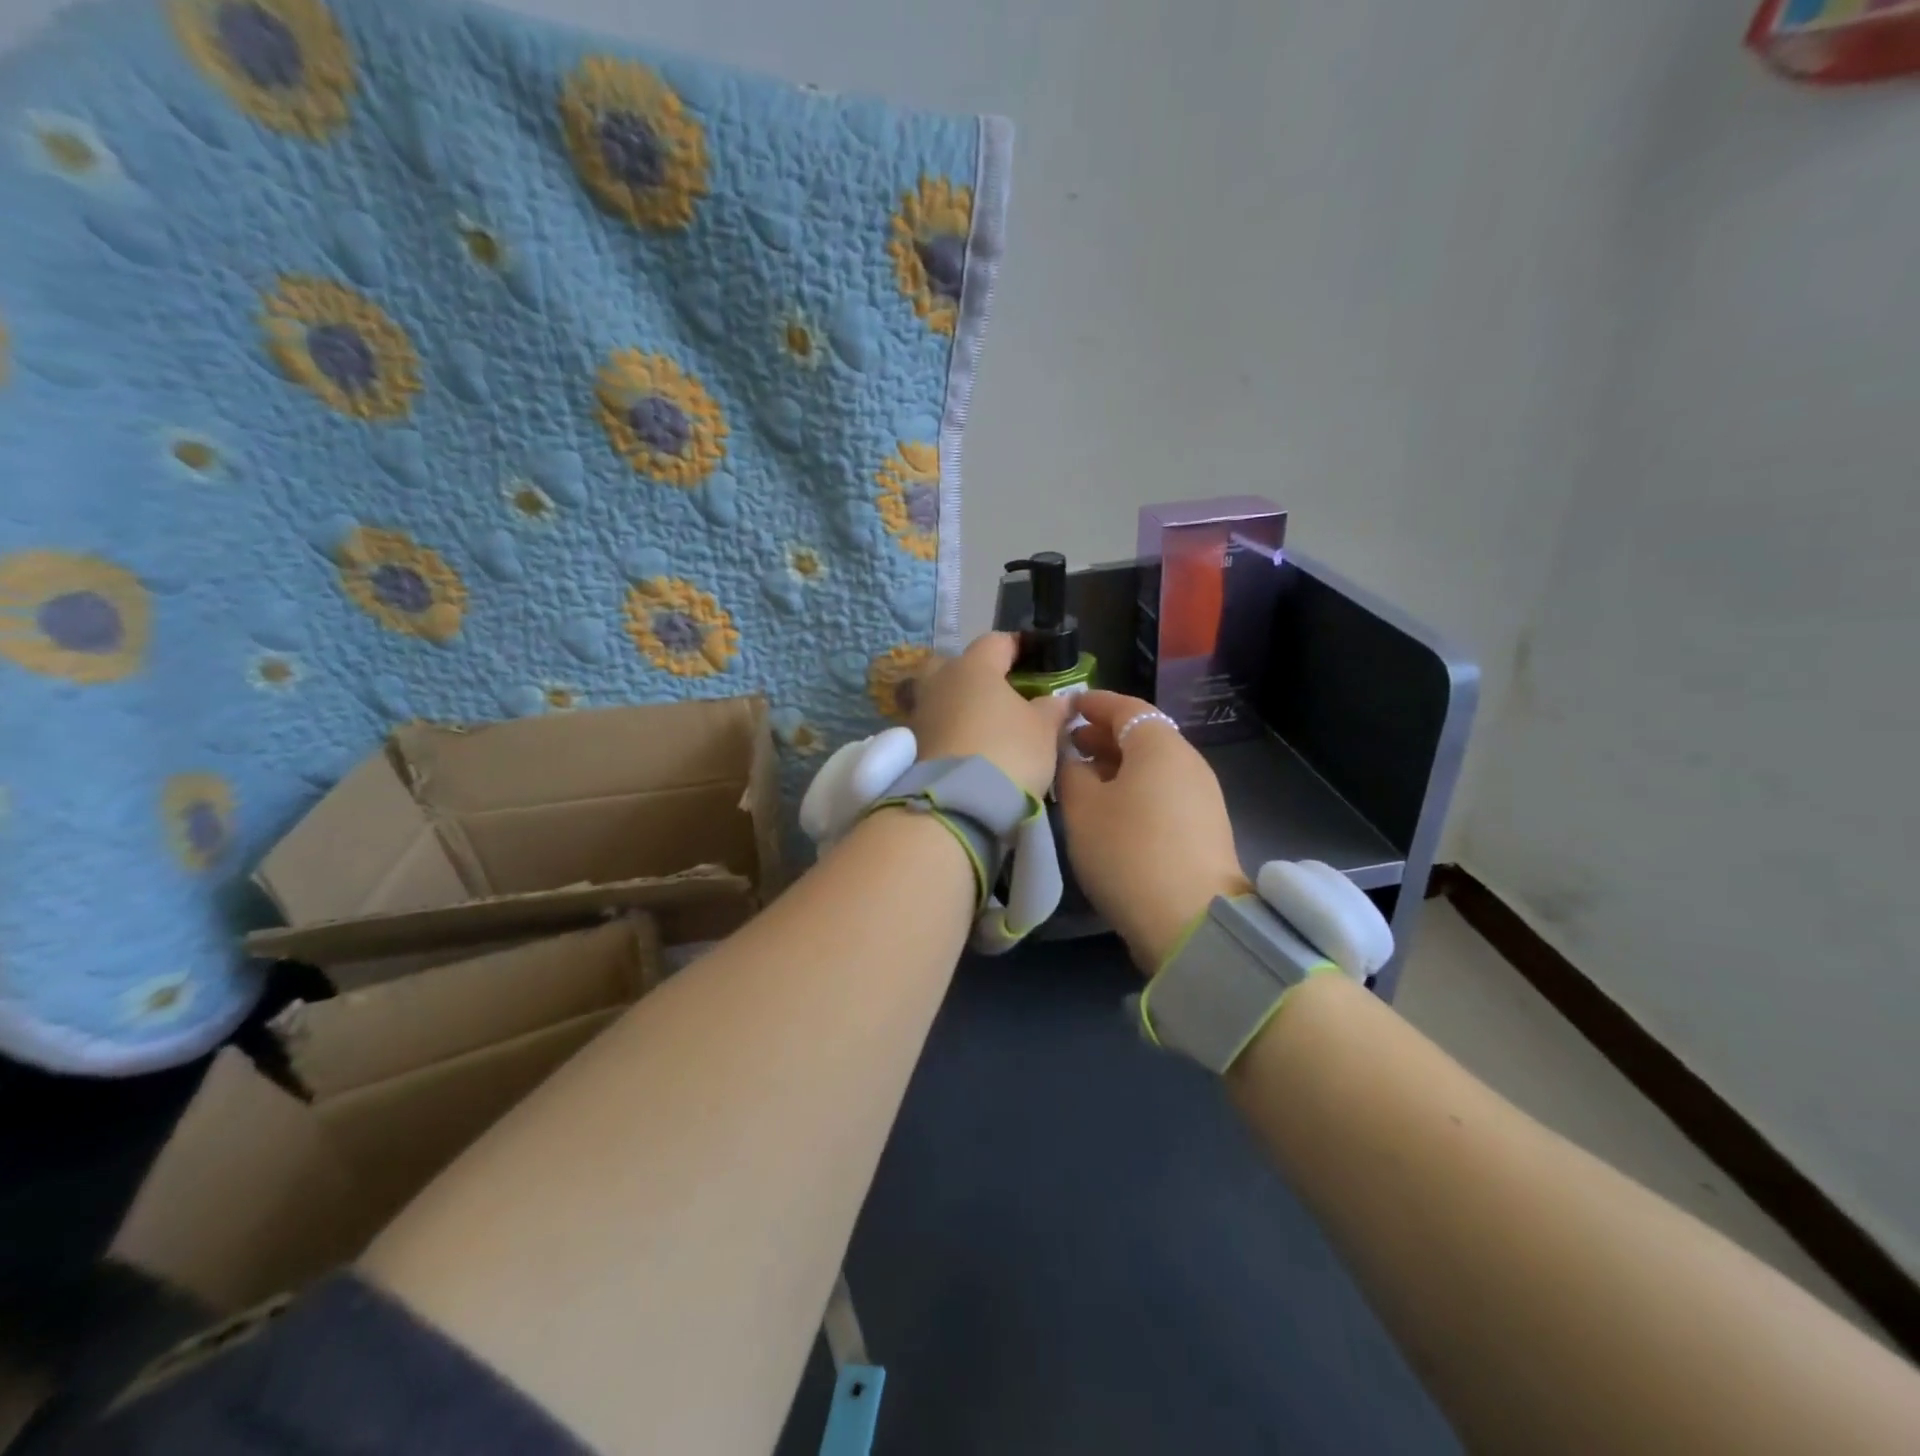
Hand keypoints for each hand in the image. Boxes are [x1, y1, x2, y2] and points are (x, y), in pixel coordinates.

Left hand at [911, 632, 1073, 798]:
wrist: (957, 803)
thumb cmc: (1008, 751)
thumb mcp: (1044, 730)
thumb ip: (1052, 708)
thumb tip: (1060, 699)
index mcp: (974, 666)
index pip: (996, 641)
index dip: (1017, 646)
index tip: (1034, 658)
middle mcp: (940, 680)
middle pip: (956, 663)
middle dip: (976, 672)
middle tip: (1000, 692)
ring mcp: (920, 711)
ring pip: (940, 694)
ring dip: (959, 703)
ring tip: (984, 723)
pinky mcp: (911, 743)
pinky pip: (934, 724)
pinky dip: (948, 729)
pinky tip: (967, 745)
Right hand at [1057, 692, 1250, 973]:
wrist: (1191, 920)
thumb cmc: (1127, 851)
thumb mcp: (1083, 808)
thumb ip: (1071, 772)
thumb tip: (1072, 758)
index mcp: (1159, 745)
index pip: (1125, 707)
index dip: (1093, 704)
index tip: (1067, 706)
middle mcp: (1187, 761)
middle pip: (1142, 736)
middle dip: (1103, 736)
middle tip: (1068, 745)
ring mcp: (1201, 795)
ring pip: (1152, 766)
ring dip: (1117, 765)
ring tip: (1083, 778)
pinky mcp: (1204, 827)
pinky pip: (1163, 791)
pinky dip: (1135, 788)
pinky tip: (1110, 810)